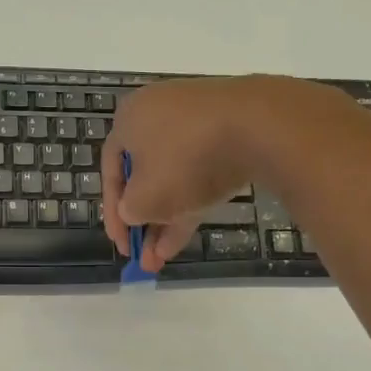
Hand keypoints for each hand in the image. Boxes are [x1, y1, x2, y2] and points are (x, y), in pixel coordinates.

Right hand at [100, 75, 351, 271]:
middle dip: (144, 221)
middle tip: (144, 255)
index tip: (123, 246)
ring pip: (174, 176)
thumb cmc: (185, 160)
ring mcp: (195, 119)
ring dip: (166, 218)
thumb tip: (134, 210)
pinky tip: (186, 234)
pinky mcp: (228, 129)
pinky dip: (191, 200)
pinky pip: (201, 168)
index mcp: (129, 119)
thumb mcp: (146, 198)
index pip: (111, 171)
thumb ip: (130, 210)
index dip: (113, 213)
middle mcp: (157, 112)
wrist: (259, 126)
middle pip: (144, 175)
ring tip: (163, 257)